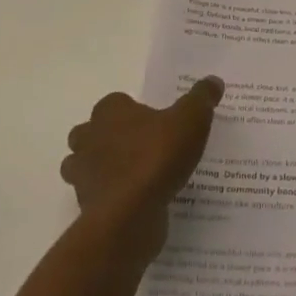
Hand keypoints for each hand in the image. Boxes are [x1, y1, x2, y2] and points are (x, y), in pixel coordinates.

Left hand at [61, 79, 223, 258]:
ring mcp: (82, 174)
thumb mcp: (191, 120)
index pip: (115, 102)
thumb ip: (201, 98)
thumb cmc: (156, 157)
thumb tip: (214, 80)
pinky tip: (136, 202)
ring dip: (103, 168)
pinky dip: (110, 197)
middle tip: (141, 146)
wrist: (130, 215)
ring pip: (86, 165)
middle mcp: (88, 138)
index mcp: (110, 112)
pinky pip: (97, 196)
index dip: (132, 110)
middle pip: (92, 132)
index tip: (154, 121)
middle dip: (109, 137)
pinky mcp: (86, 205)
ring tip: (135, 175)